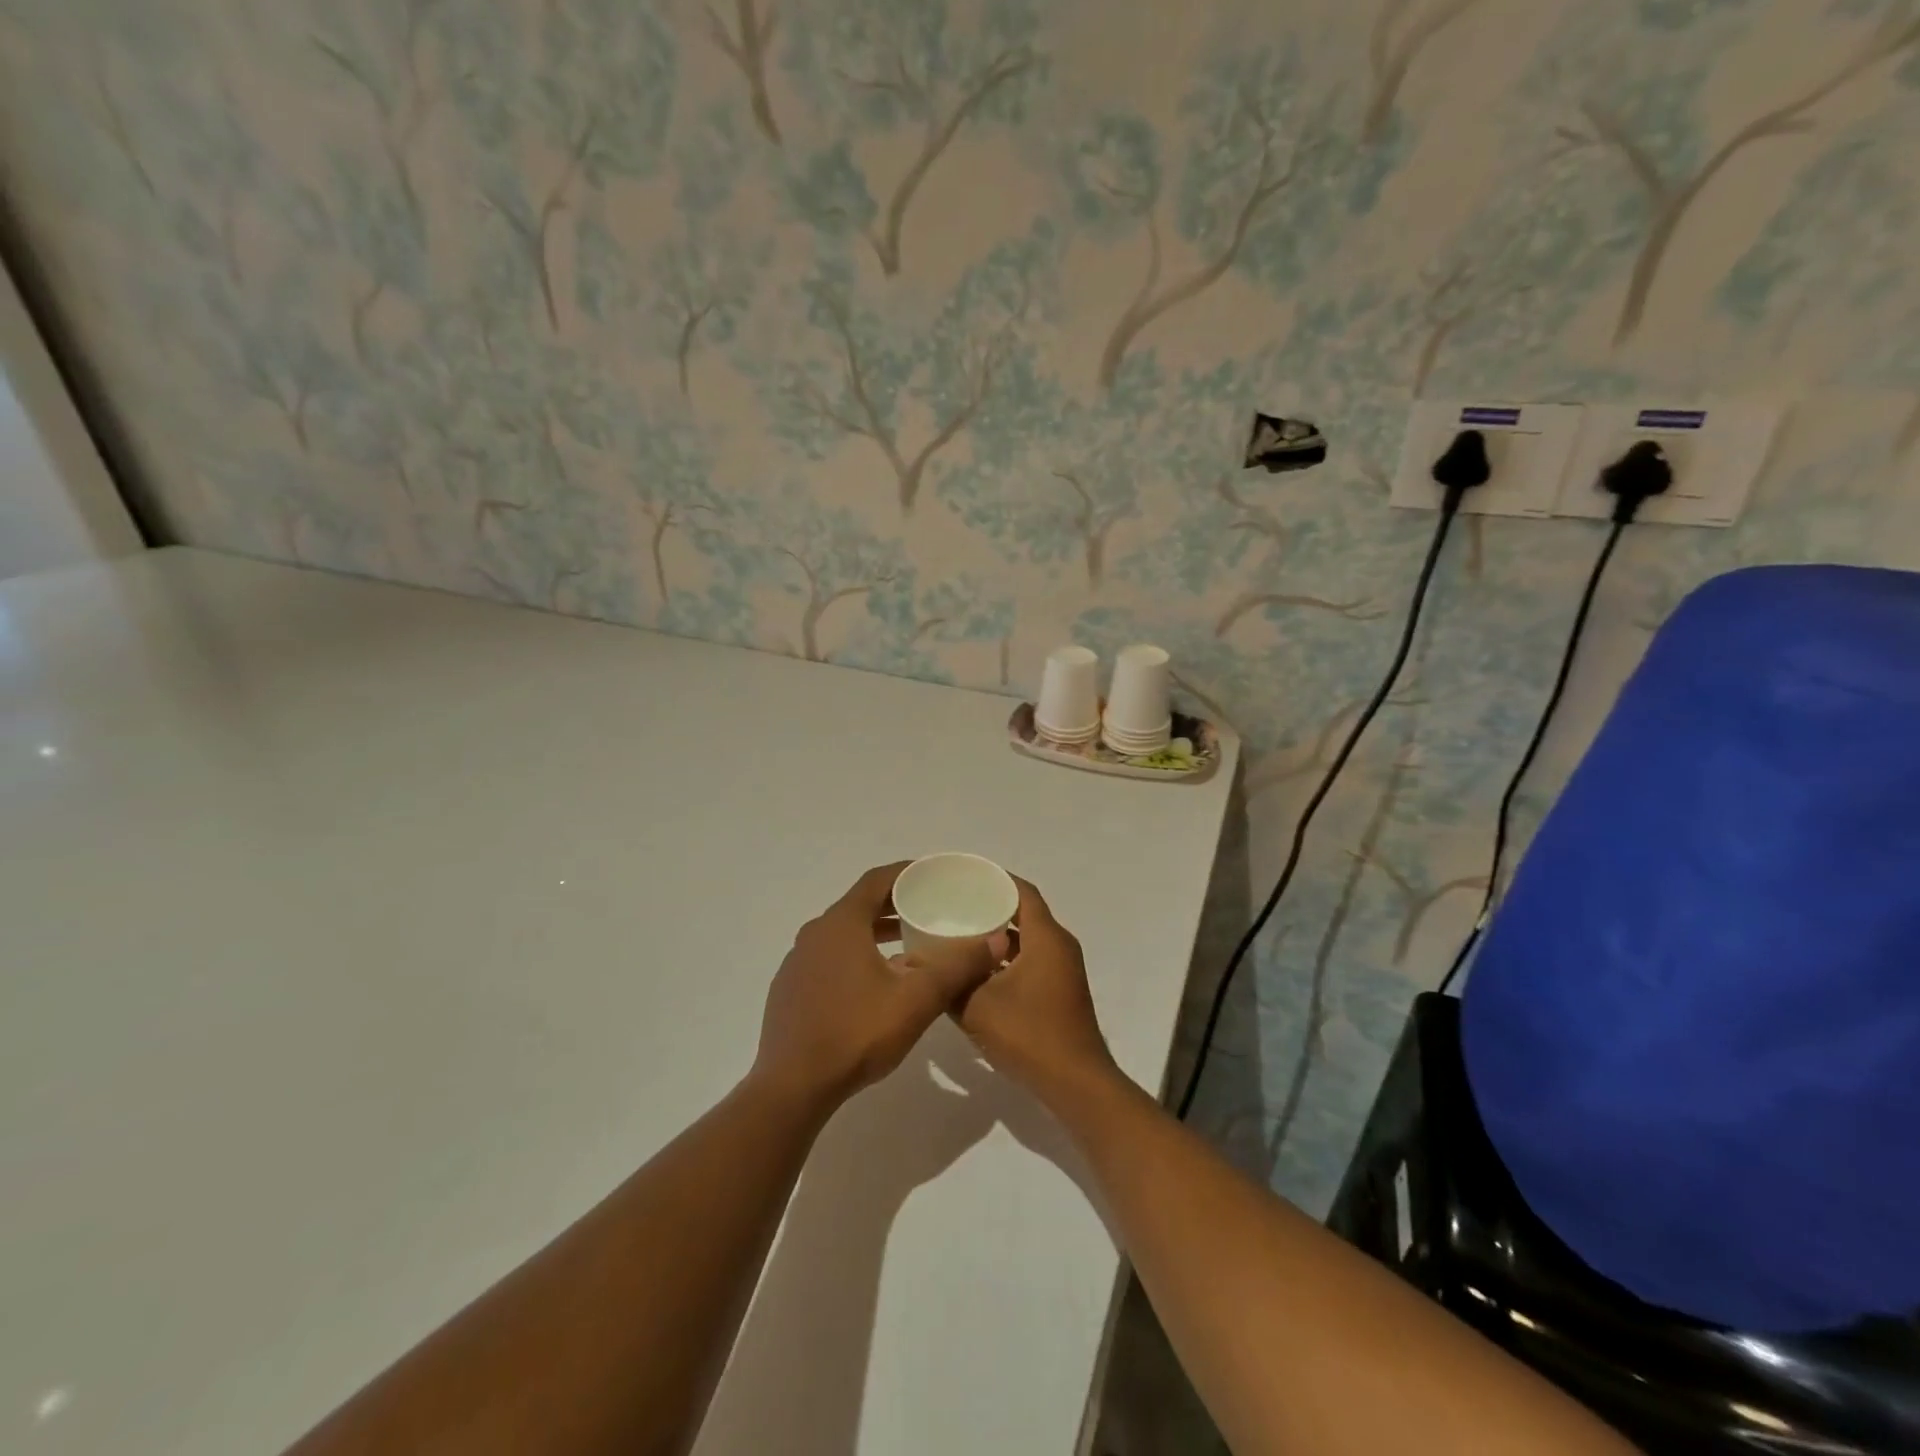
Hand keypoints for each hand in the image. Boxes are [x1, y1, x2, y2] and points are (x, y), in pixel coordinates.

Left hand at [753, 864, 994, 1108]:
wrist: (792, 1087)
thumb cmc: (856, 1034)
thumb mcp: (917, 1000)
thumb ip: (957, 967)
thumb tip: (997, 941)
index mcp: (841, 923)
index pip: (877, 880)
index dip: (907, 873)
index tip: (934, 876)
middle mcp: (815, 933)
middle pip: (859, 904)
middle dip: (895, 904)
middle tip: (929, 910)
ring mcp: (798, 961)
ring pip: (843, 933)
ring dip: (875, 932)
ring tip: (909, 944)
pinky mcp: (790, 988)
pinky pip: (829, 957)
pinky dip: (855, 955)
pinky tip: (875, 983)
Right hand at [955, 878, 1118, 1100]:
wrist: (1075, 1084)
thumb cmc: (1029, 1036)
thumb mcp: (977, 1006)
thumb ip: (952, 980)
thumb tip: (928, 963)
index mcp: (1046, 938)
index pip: (1022, 892)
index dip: (995, 879)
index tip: (964, 877)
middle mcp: (1059, 946)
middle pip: (1024, 913)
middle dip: (991, 906)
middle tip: (954, 904)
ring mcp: (1063, 970)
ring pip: (1028, 940)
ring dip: (999, 935)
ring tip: (960, 934)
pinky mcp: (1060, 991)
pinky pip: (1032, 960)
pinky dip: (1007, 958)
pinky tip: (978, 970)